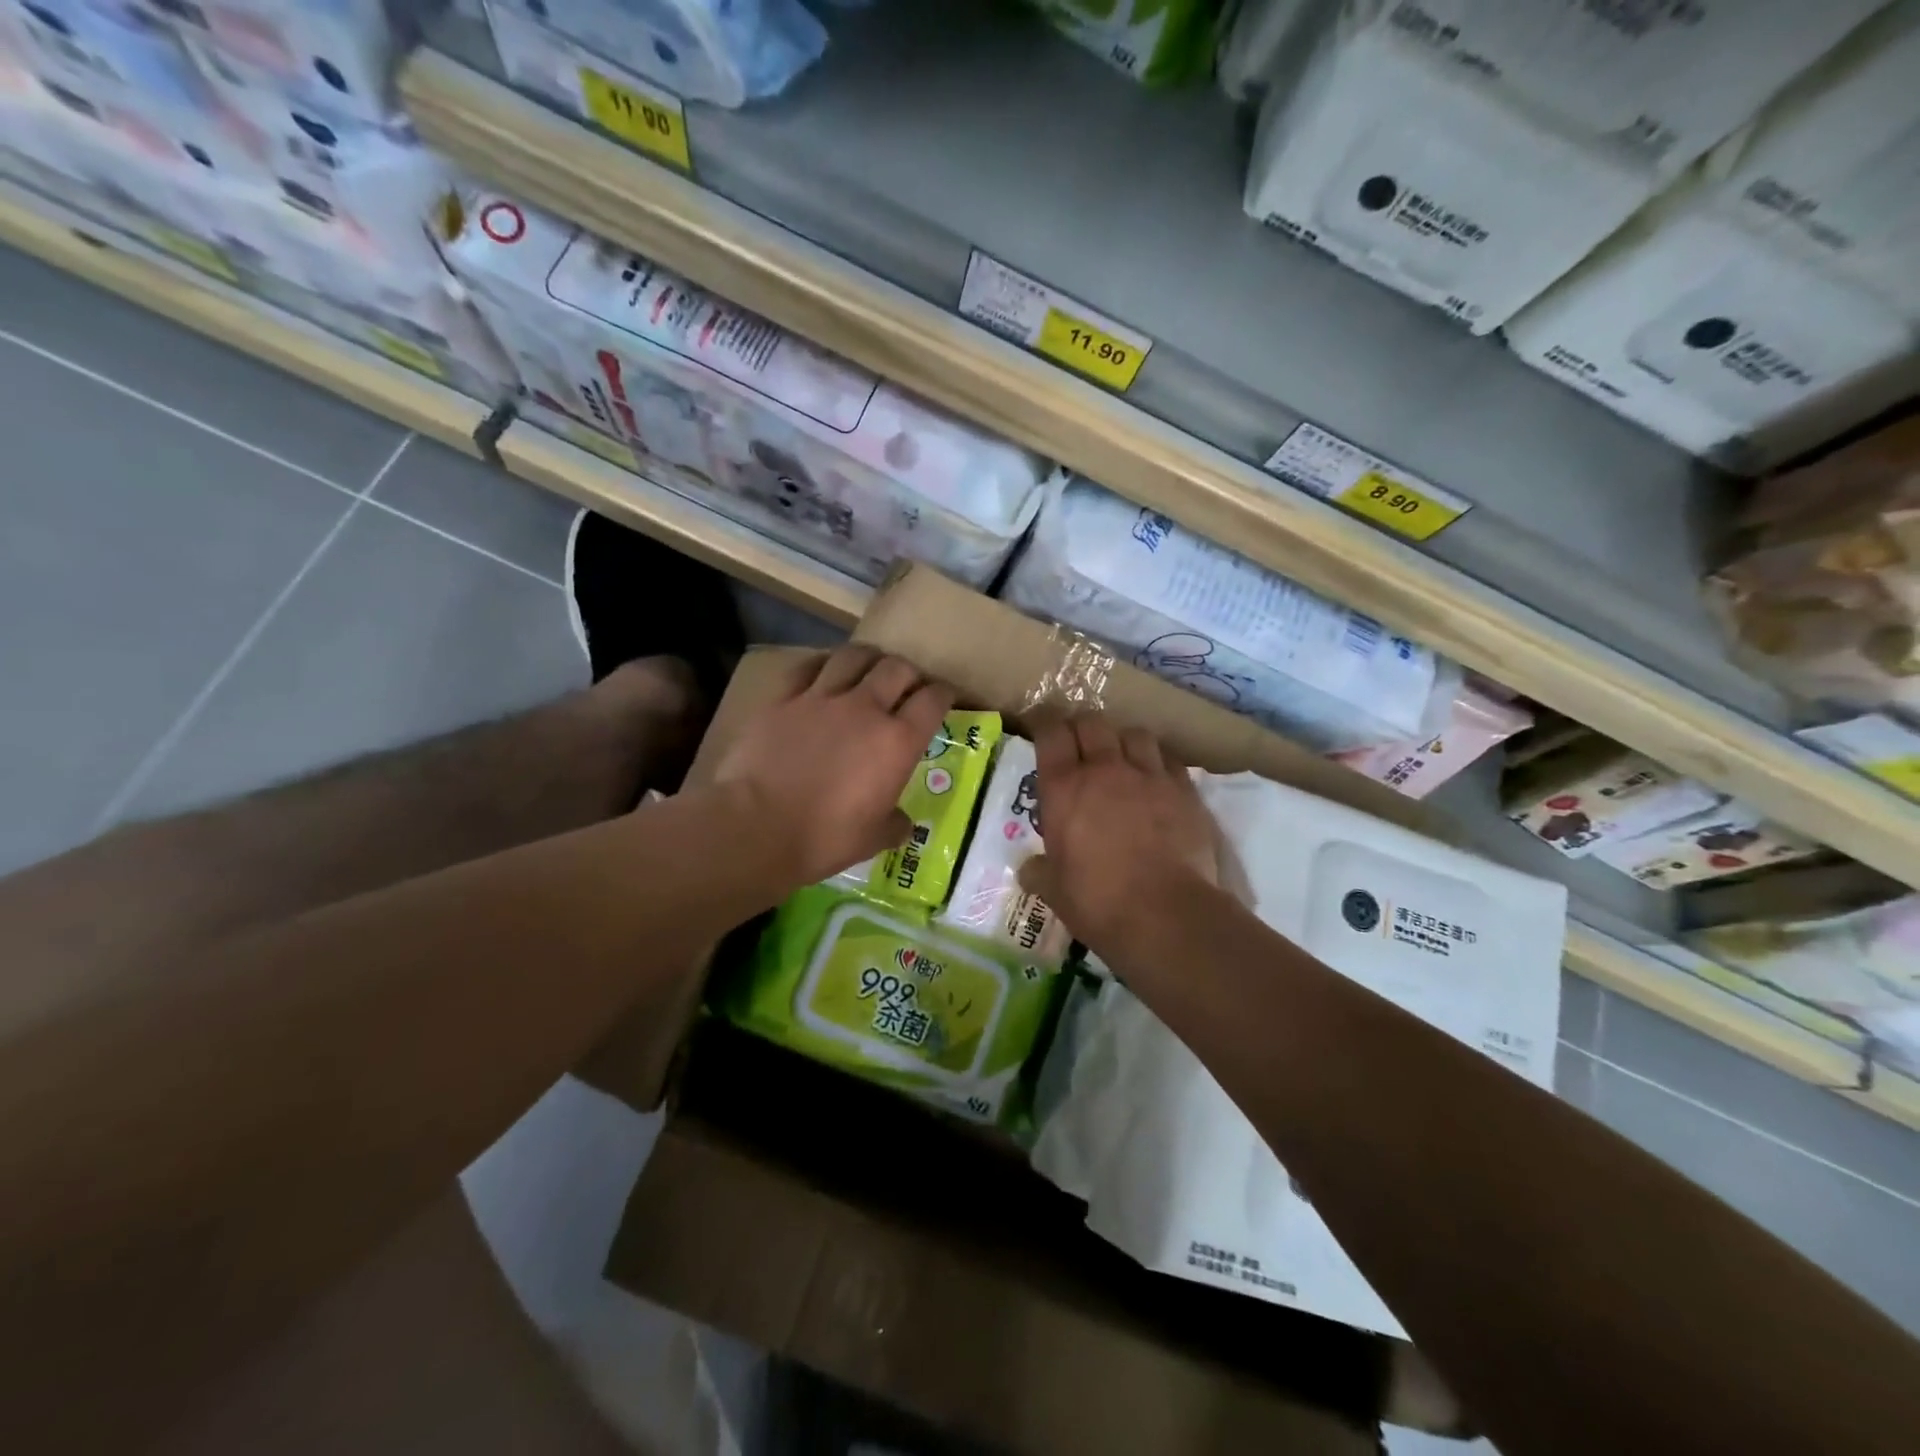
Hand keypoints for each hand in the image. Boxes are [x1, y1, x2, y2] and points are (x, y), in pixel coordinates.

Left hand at [711, 645, 955, 888]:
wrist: (756, 826)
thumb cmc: (824, 838)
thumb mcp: (873, 839)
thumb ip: (894, 824)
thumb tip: (903, 823)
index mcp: (897, 742)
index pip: (933, 701)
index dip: (944, 693)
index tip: (944, 696)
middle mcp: (865, 709)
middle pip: (897, 668)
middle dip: (908, 673)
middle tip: (906, 685)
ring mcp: (822, 698)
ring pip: (854, 656)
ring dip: (868, 659)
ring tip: (868, 668)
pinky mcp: (783, 698)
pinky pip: (808, 667)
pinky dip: (823, 665)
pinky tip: (823, 672)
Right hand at [1020, 714, 1219, 950]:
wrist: (1166, 914)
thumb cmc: (1098, 902)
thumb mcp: (1054, 891)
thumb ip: (1039, 872)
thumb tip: (1028, 870)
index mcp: (1064, 788)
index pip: (1050, 733)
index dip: (1044, 722)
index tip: (1041, 726)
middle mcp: (1104, 770)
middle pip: (1092, 723)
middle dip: (1082, 727)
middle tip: (1078, 744)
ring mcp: (1148, 776)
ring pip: (1134, 733)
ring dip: (1123, 740)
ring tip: (1122, 758)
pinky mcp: (1184, 790)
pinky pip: (1169, 759)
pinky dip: (1158, 762)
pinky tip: (1157, 779)